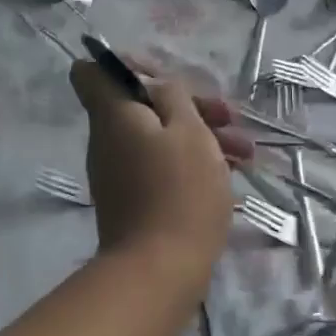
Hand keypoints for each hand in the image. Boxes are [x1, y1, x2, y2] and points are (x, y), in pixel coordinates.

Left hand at [69, 59, 247, 291]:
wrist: (160, 270)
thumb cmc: (179, 191)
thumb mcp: (189, 131)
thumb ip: (174, 96)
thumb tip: (157, 86)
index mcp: (113, 115)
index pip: (92, 72)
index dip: (127, 65)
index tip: (166, 78)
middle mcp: (107, 140)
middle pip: (140, 106)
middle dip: (187, 106)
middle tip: (228, 117)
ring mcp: (118, 173)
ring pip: (157, 138)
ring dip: (199, 137)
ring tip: (244, 153)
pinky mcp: (133, 201)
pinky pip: (159, 167)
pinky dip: (189, 164)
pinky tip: (229, 177)